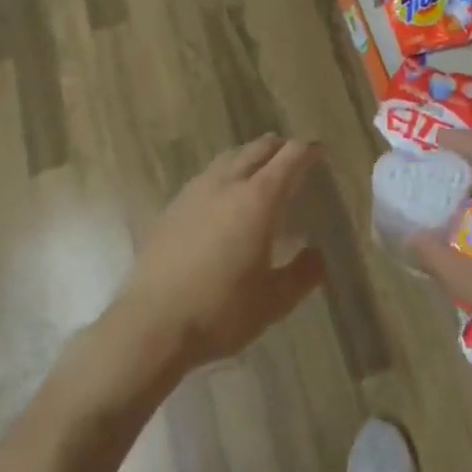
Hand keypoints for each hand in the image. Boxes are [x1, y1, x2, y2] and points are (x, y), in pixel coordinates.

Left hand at [114, 135, 326, 375]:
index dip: (308, 150)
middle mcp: (226, 184)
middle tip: (293, 155)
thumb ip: (303, 274)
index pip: (289, 158)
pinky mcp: (171, 208)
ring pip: (227, 158)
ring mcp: (194, 193)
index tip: (320, 151)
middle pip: (257, 149)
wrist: (151, 325)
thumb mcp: (274, 301)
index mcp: (258, 199)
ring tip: (258, 170)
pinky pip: (205, 177)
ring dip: (248, 156)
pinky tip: (221, 199)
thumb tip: (318, 255)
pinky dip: (223, 175)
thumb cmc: (220, 312)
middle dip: (278, 147)